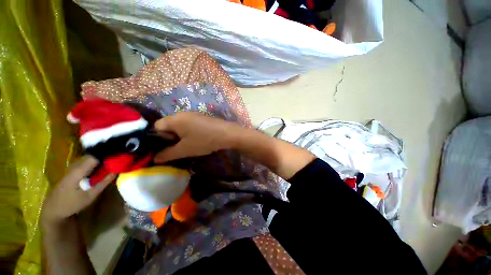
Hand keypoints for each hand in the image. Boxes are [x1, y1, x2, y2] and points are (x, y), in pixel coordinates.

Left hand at [41, 155, 115, 226]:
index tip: (121, 153)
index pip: (96, 155)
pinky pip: (86, 163)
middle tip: (120, 157)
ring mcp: (72, 168)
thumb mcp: (90, 196)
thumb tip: (117, 170)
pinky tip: (102, 166)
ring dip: (101, 158)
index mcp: (79, 170)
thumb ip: (103, 182)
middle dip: (106, 154)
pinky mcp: (72, 171)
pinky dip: (95, 162)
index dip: (108, 153)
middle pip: (93, 155)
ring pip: (89, 158)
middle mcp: (75, 165)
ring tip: (113, 160)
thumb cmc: (70, 204)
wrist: (52, 210)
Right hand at [154, 112, 241, 162]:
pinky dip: (190, 132)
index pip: (157, 127)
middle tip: (180, 147)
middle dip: (171, 138)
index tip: (169, 147)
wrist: (227, 133)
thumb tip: (155, 158)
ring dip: (181, 136)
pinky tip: (199, 139)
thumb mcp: (184, 150)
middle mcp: (182, 114)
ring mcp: (193, 114)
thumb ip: (167, 154)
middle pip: (168, 126)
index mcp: (174, 119)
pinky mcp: (202, 117)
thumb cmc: (204, 140)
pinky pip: (190, 124)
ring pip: (180, 126)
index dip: (159, 138)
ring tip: (190, 144)